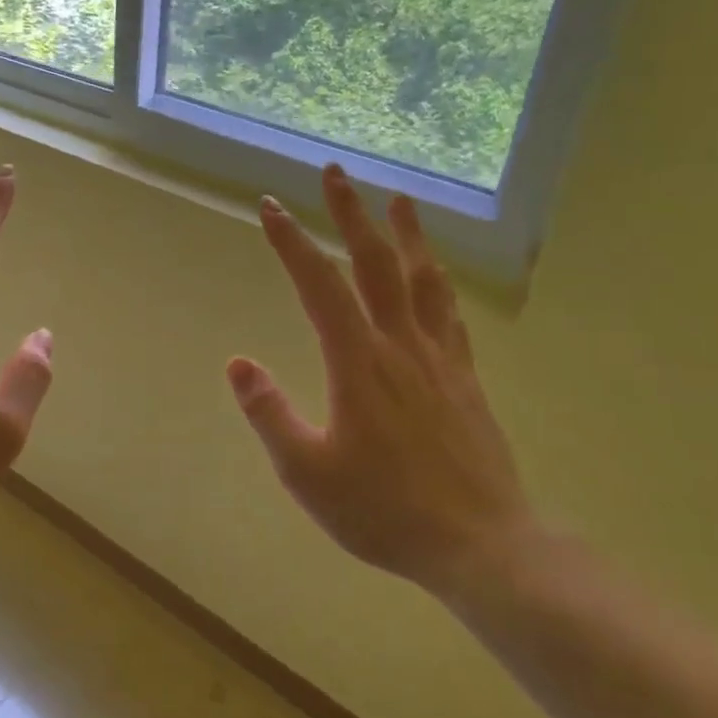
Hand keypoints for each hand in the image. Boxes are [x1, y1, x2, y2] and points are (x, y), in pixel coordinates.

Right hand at [227, 165, 534, 591]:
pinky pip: (449, 315)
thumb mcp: (307, 471)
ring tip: (400, 199)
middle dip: (351, 214)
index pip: (319, 286)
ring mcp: (439, 359)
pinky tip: (435, 275)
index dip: (292, 243)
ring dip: (406, 235)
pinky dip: (438, 282)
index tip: (271, 207)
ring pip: (421, 280)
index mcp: (357, 363)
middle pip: (374, 264)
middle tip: (336, 173)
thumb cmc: (384, 510)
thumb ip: (269, 413)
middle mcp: (399, 345)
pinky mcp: (465, 379)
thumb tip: (238, 362)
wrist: (479, 544)